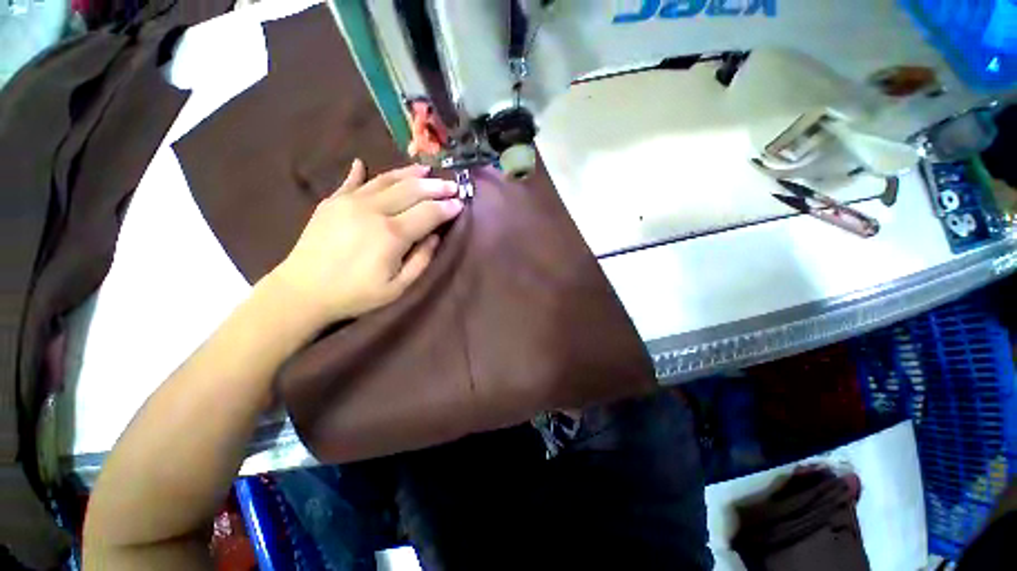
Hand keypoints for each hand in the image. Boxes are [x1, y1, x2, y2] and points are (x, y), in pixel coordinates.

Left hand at [269, 159, 462, 328]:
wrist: (302, 292)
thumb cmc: (355, 295)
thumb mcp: (398, 288)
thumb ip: (421, 260)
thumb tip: (435, 236)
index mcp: (392, 234)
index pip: (429, 212)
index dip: (447, 207)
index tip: (460, 203)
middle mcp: (373, 210)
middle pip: (412, 190)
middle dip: (436, 187)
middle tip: (452, 185)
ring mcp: (350, 201)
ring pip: (387, 180)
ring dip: (410, 174)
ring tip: (427, 170)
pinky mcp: (332, 201)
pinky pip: (352, 181)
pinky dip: (363, 172)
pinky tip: (365, 163)